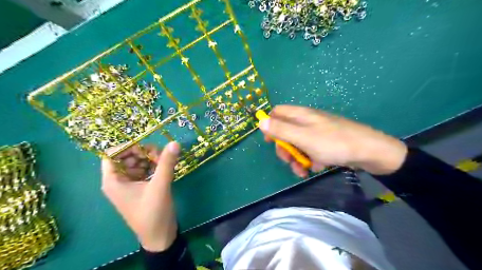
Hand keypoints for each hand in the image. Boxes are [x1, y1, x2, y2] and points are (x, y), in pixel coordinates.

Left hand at [101, 142, 179, 251]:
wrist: (160, 235)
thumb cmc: (153, 212)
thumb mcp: (160, 186)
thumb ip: (166, 163)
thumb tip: (174, 143)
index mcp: (113, 180)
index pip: (112, 154)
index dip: (128, 146)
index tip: (146, 146)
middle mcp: (119, 180)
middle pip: (127, 156)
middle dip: (143, 152)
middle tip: (160, 155)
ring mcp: (131, 184)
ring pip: (138, 162)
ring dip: (151, 159)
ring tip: (164, 162)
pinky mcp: (141, 187)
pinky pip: (145, 170)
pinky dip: (154, 166)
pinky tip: (165, 168)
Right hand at [260, 106, 405, 177]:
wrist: (369, 152)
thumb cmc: (333, 143)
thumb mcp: (303, 137)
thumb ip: (281, 130)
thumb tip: (260, 121)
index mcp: (300, 115)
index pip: (277, 113)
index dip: (270, 125)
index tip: (270, 142)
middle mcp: (307, 121)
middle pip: (286, 132)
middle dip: (285, 149)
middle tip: (289, 161)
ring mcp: (317, 132)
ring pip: (298, 144)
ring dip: (297, 159)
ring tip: (304, 171)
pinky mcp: (326, 143)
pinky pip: (311, 150)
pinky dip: (311, 159)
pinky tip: (319, 167)